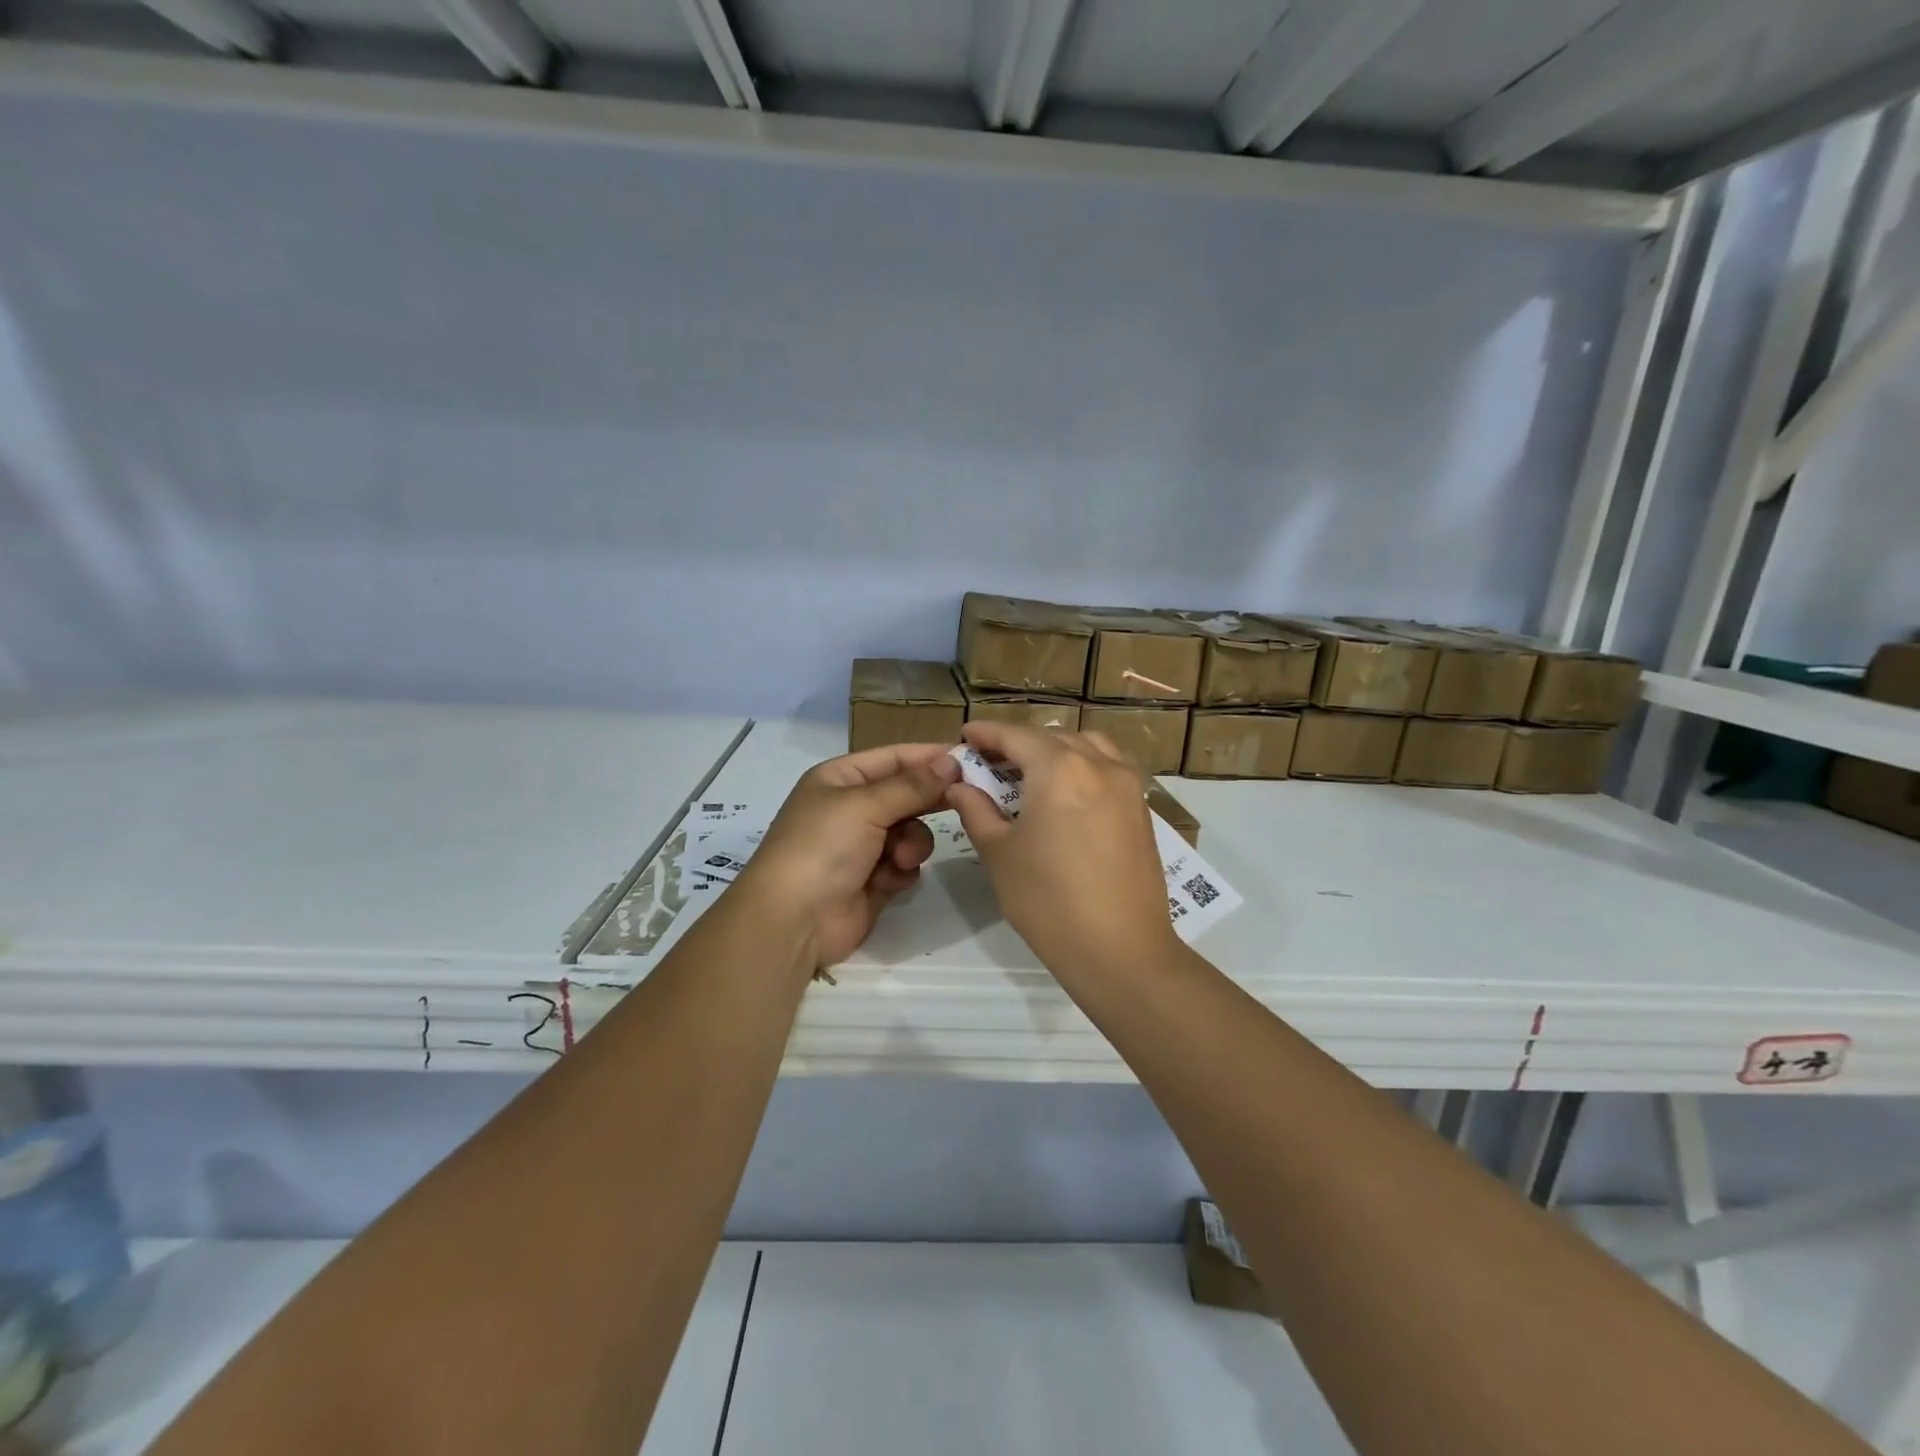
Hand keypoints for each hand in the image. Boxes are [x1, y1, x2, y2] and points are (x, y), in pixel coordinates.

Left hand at [735, 742, 960, 969]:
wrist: (793, 921)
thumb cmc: (822, 848)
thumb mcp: (865, 805)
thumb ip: (913, 785)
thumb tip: (952, 761)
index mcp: (841, 779)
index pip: (894, 757)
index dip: (930, 756)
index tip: (970, 758)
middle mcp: (852, 808)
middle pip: (906, 794)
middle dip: (928, 801)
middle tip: (965, 800)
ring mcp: (863, 845)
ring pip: (912, 831)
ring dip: (913, 843)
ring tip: (900, 858)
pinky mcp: (874, 879)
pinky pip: (906, 864)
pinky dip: (901, 871)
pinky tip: (885, 882)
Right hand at [944, 722, 1178, 981]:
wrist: (1120, 950)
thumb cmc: (1048, 901)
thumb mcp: (1000, 853)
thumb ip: (976, 810)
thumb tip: (959, 785)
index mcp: (1059, 769)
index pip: (1016, 735)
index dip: (987, 733)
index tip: (965, 735)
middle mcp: (1098, 764)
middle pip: (1052, 737)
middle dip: (1019, 743)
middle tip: (990, 761)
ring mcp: (1127, 784)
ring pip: (1087, 746)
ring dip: (1055, 750)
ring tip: (1031, 773)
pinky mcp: (1141, 808)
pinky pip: (1108, 767)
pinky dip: (1083, 766)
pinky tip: (1066, 794)